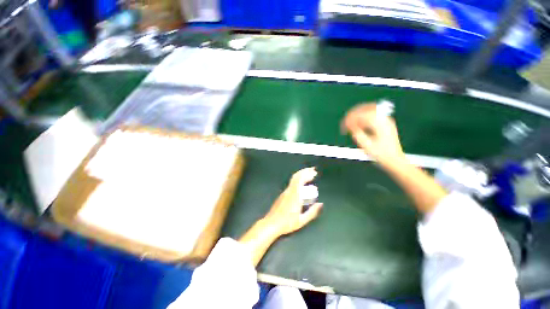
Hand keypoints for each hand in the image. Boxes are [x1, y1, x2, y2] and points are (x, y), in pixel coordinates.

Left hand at [263, 167, 322, 235]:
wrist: (271, 224)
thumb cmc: (287, 223)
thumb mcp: (302, 220)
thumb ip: (312, 212)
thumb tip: (320, 204)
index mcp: (294, 195)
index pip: (300, 180)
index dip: (307, 174)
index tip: (314, 173)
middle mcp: (289, 191)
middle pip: (296, 176)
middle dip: (305, 171)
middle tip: (313, 170)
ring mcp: (285, 192)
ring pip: (293, 179)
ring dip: (301, 174)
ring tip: (309, 174)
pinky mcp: (282, 194)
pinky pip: (291, 183)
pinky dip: (298, 179)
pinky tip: (302, 183)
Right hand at [342, 103, 404, 163]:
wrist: (395, 160)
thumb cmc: (381, 155)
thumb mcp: (366, 146)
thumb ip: (357, 134)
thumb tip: (349, 125)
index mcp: (380, 124)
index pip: (362, 115)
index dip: (350, 119)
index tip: (343, 127)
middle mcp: (384, 119)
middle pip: (366, 108)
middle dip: (353, 113)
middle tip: (345, 121)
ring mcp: (386, 120)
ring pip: (370, 109)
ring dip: (358, 113)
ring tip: (350, 119)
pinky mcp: (386, 123)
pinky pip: (373, 113)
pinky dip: (364, 115)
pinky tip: (358, 122)